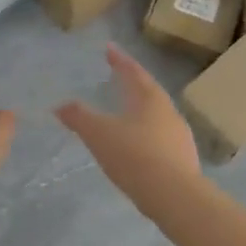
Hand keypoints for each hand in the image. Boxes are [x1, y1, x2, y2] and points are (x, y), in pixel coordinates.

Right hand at [55, 44, 201, 209]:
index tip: (110, 48)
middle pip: (149, 91)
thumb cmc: (135, 156)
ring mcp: (180, 136)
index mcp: (150, 99)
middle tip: (120, 76)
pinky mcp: (184, 160)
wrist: (175, 197)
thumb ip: (79, 118)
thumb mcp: (100, 135)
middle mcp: (169, 112)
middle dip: (134, 82)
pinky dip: (148, 134)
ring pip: (158, 115)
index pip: (133, 72)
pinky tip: (140, 145)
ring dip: (142, 109)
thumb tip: (60, 105)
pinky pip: (162, 138)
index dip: (119, 60)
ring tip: (128, 111)